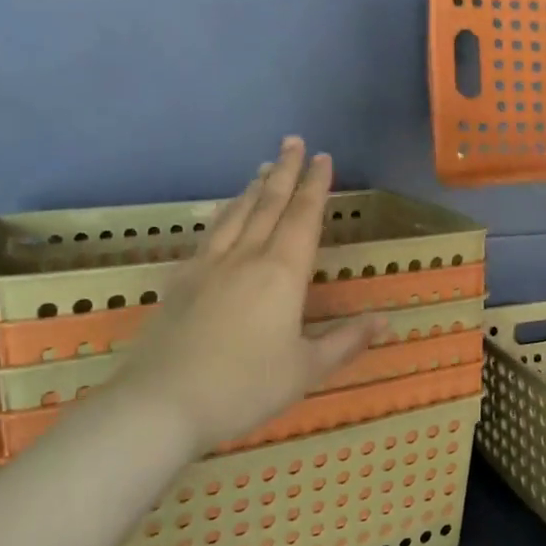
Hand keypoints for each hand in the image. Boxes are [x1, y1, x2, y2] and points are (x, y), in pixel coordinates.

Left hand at [110, 139, 378, 451]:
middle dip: (286, 170)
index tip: (323, 156)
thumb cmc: (243, 387)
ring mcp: (209, 265)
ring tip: (265, 167)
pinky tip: (224, 213)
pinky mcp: (181, 280)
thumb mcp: (305, 370)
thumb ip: (345, 341)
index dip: (316, 185)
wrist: (160, 404)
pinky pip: (210, 233)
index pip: (304, 217)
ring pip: (237, 213)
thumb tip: (385, 321)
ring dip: (255, 187)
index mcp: (282, 273)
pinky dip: (225, 213)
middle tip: (293, 141)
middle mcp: (246, 257)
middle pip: (269, 203)